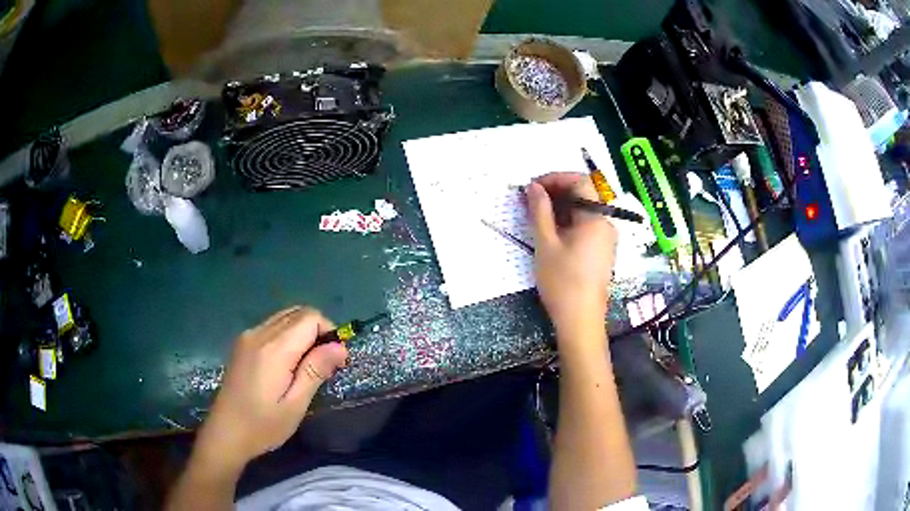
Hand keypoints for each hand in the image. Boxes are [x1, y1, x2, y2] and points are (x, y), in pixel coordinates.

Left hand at [194, 307, 347, 471]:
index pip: (310, 317)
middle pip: (298, 312)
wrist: (225, 433)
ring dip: (302, 332)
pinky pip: (272, 326)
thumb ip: (315, 371)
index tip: (334, 361)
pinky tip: (287, 364)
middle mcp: (259, 333)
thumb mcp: (295, 405)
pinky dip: (287, 335)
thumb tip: (340, 347)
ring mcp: (247, 336)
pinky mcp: (242, 343)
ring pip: (285, 317)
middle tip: (323, 364)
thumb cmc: (263, 425)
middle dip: (318, 331)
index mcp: (274, 348)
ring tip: (306, 365)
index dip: (329, 332)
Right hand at [526, 173, 617, 343]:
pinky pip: (586, 223)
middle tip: (531, 198)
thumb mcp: (546, 244)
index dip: (556, 177)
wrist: (581, 320)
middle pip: (585, 193)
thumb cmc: (562, 282)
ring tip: (536, 212)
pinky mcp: (601, 249)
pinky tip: (550, 228)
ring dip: (561, 204)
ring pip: (585, 209)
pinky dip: (568, 219)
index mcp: (596, 218)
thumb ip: (540, 211)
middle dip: (557, 190)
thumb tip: (533, 187)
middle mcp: (606, 223)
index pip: (580, 181)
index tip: (533, 186)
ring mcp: (606, 237)